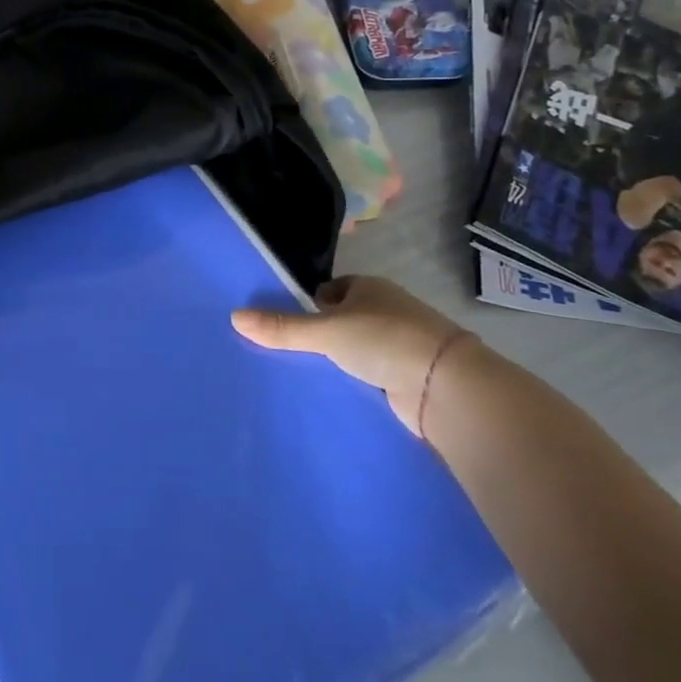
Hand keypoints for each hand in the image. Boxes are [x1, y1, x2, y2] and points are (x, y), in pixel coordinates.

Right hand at [231, 275, 471, 432]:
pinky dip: (357, 381)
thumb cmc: (385, 340)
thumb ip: (283, 327)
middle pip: (345, 319)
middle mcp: (387, 311)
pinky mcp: (409, 376)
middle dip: (322, 334)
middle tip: (289, 351)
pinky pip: (372, 374)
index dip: (311, 303)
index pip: (333, 289)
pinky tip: (336, 393)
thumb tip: (234, 316)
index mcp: (370, 288)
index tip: (289, 322)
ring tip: (306, 375)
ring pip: (358, 349)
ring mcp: (402, 345)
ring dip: (340, 360)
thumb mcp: (326, 330)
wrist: (446, 386)